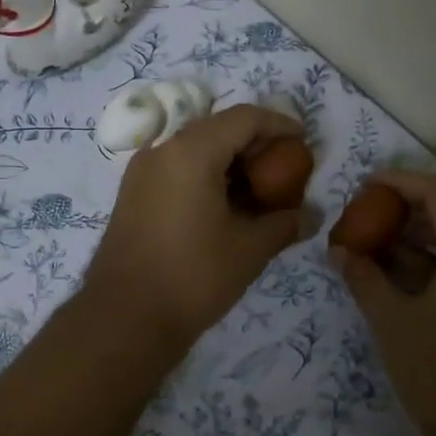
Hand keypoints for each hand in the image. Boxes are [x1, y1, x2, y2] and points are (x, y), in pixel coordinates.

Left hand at [83, 105, 306, 349]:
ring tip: (260, 189)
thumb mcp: (249, 249)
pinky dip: (206, 175)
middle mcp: (162, 150)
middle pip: (218, 128)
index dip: (279, 124)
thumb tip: (311, 216)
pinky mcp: (133, 193)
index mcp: (191, 151)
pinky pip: (177, 168)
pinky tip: (226, 205)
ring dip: (230, 161)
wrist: (124, 317)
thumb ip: (284, 223)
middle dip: (255, 144)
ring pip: (195, 148)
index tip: (303, 142)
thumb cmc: (193, 276)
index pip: (244, 118)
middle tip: (285, 168)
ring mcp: (142, 171)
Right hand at [332, 170, 435, 435]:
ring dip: (418, 242)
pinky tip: (397, 279)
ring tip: (372, 246)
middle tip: (364, 216)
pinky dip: (434, 268)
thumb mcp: (394, 323)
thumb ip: (365, 279)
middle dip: (406, 213)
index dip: (400, 182)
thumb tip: (339, 251)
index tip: (365, 185)